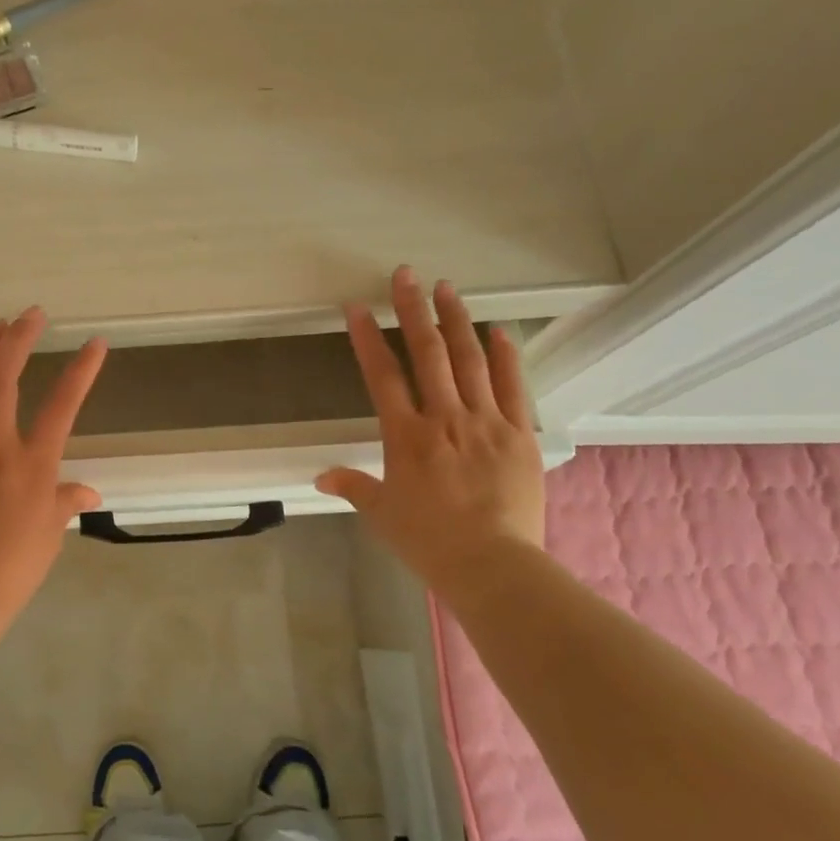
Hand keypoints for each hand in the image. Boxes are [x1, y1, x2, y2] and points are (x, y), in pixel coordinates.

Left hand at [0, 307, 107, 615]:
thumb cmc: (16, 564)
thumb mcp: (52, 531)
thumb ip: (67, 500)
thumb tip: (89, 491)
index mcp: (33, 464)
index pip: (63, 406)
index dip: (82, 371)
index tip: (94, 343)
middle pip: (3, 380)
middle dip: (18, 340)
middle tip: (30, 315)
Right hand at [316, 267, 545, 597]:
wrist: (493, 565)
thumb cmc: (428, 541)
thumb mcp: (382, 514)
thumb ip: (353, 486)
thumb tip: (320, 477)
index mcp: (406, 436)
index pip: (382, 376)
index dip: (366, 339)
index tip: (356, 307)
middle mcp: (445, 418)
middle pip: (427, 354)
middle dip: (413, 311)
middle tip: (406, 275)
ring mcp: (487, 422)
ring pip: (470, 360)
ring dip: (456, 321)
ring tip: (447, 288)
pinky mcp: (519, 435)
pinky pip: (513, 387)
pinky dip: (505, 357)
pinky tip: (498, 331)